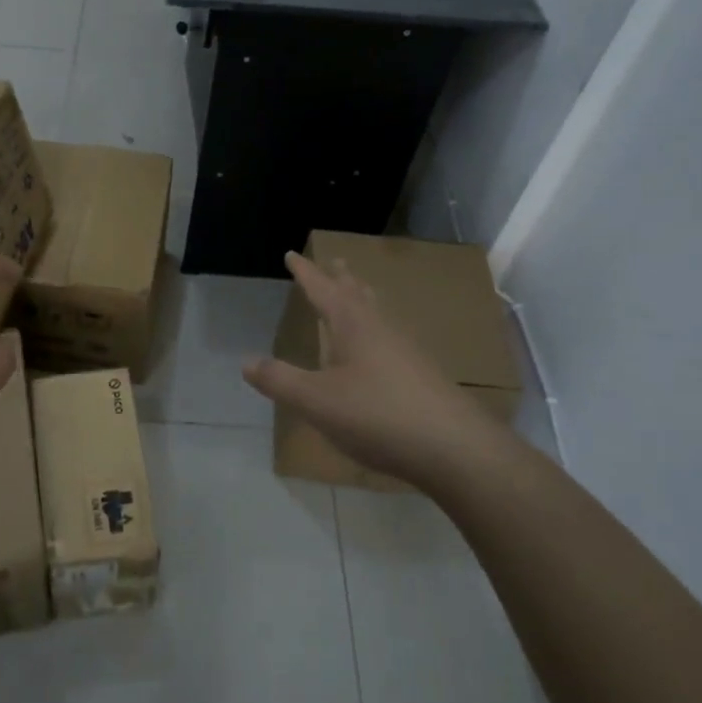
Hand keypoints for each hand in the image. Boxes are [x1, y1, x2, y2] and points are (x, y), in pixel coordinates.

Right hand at [243, 251, 509, 483]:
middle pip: (357, 293)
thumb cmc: (378, 415)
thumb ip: (280, 380)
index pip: (322, 288)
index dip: (305, 272)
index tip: (292, 253)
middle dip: (340, 277)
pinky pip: (391, 337)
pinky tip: (379, 349)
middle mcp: (381, 328)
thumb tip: (246, 362)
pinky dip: (376, 328)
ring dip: (362, 299)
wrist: (455, 448)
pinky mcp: (422, 374)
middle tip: (333, 261)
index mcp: (353, 324)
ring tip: (356, 294)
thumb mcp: (316, 401)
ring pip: (378, 313)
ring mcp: (406, 350)